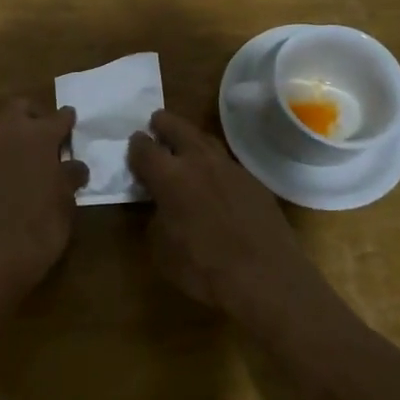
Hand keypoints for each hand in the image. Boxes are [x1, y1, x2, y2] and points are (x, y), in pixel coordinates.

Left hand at [0, 100, 88, 293]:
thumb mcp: (66, 201)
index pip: (58, 117)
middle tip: (47, 136)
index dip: (68, 120)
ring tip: (29, 154)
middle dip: (34, 116)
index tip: (72, 123)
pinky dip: (0, 152)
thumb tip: (74, 165)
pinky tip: (10, 172)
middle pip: (20, 108)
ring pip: (0, 124)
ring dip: (14, 131)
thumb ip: (70, 175)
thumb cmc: (41, 227)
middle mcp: (8, 133)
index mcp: (39, 136)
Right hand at [127, 110, 316, 316]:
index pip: (144, 148)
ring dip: (191, 139)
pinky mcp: (253, 180)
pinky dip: (214, 163)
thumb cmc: (203, 267)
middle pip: (177, 127)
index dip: (136, 145)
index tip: (134, 144)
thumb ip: (156, 219)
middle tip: (157, 124)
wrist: (265, 276)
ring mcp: (230, 167)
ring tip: (185, 146)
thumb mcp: (162, 250)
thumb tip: (161, 207)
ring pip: (206, 140)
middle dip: (164, 124)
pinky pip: (227, 162)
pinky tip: (215, 177)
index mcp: (169, 176)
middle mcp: (198, 161)